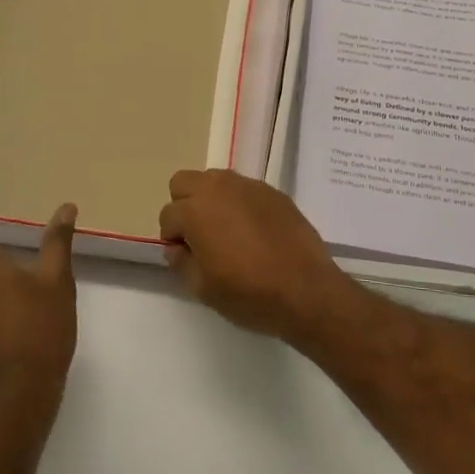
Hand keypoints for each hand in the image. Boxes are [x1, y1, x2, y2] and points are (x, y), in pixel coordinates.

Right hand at [158, 169, 353, 341]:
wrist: (306, 289)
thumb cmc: (249, 293)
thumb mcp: (202, 288)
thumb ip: (181, 262)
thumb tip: (178, 247)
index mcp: (195, 210)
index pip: (168, 215)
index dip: (172, 237)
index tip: (186, 256)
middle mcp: (218, 188)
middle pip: (184, 182)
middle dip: (185, 205)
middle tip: (199, 235)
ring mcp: (248, 186)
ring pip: (215, 179)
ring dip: (211, 199)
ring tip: (227, 230)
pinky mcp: (273, 191)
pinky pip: (244, 189)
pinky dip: (239, 203)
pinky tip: (254, 231)